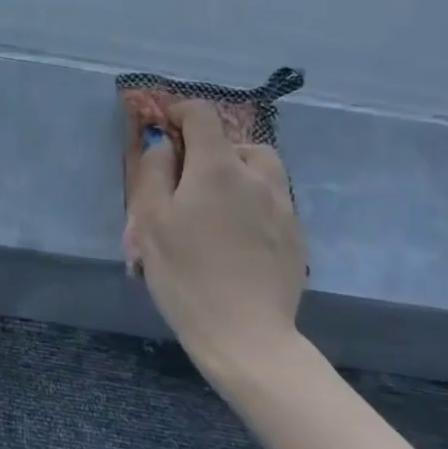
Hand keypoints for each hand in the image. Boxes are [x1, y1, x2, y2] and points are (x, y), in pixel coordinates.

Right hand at [125, 98, 306, 380]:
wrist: (246, 336)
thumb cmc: (187, 273)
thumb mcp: (151, 218)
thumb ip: (155, 170)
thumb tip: (167, 145)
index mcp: (219, 167)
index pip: (203, 115)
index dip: (180, 112)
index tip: (164, 125)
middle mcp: (258, 178)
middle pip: (240, 142)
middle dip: (214, 148)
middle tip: (189, 177)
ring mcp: (284, 209)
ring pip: (263, 171)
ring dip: (239, 173)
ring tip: (216, 205)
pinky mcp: (296, 238)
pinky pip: (273, 202)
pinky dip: (253, 203)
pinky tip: (235, 236)